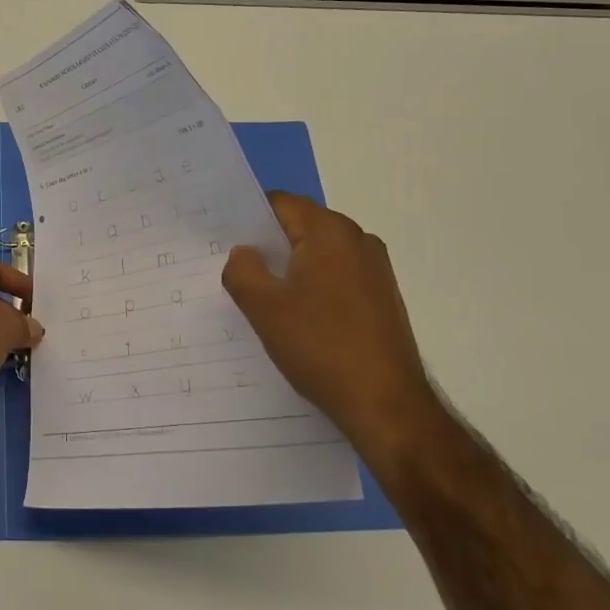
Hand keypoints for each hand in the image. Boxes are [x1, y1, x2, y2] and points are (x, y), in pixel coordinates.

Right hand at [222, 192, 437, 450]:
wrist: (386, 405)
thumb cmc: (320, 346)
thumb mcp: (263, 307)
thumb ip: (241, 269)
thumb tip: (245, 252)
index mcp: (330, 231)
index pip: (279, 203)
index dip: (248, 219)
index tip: (223, 242)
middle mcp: (358, 240)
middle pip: (300, 226)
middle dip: (268, 246)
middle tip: (237, 273)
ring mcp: (376, 269)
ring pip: (318, 254)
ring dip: (290, 270)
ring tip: (264, 300)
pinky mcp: (383, 297)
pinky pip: (336, 276)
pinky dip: (313, 287)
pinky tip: (298, 319)